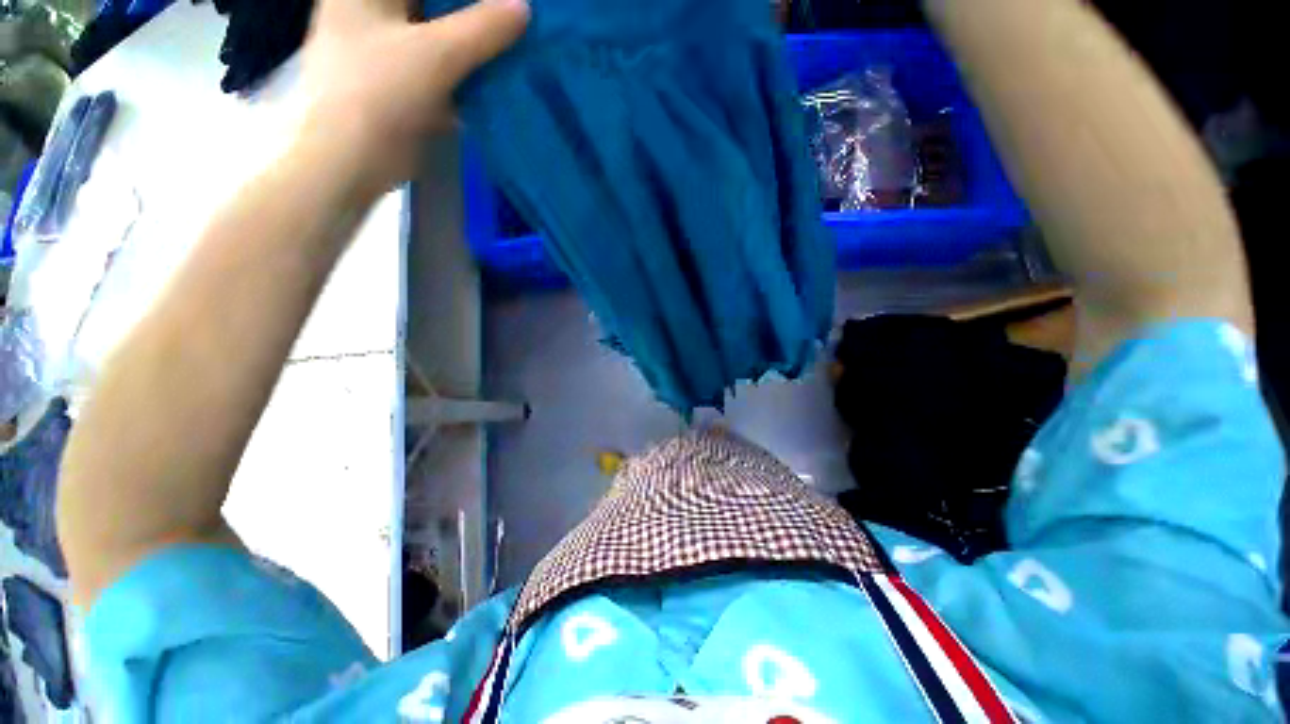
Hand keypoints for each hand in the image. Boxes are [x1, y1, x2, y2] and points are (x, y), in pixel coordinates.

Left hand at [298, 0, 529, 196]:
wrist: (351, 160)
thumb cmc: (381, 93)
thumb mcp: (437, 54)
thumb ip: (482, 28)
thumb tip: (523, 7)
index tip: (499, 5)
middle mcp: (370, 12)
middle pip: (430, 5)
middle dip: (470, 14)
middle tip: (507, 22)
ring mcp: (381, 50)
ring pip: (435, 36)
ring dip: (469, 44)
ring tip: (507, 49)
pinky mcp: (396, 84)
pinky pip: (436, 68)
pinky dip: (461, 73)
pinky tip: (490, 81)